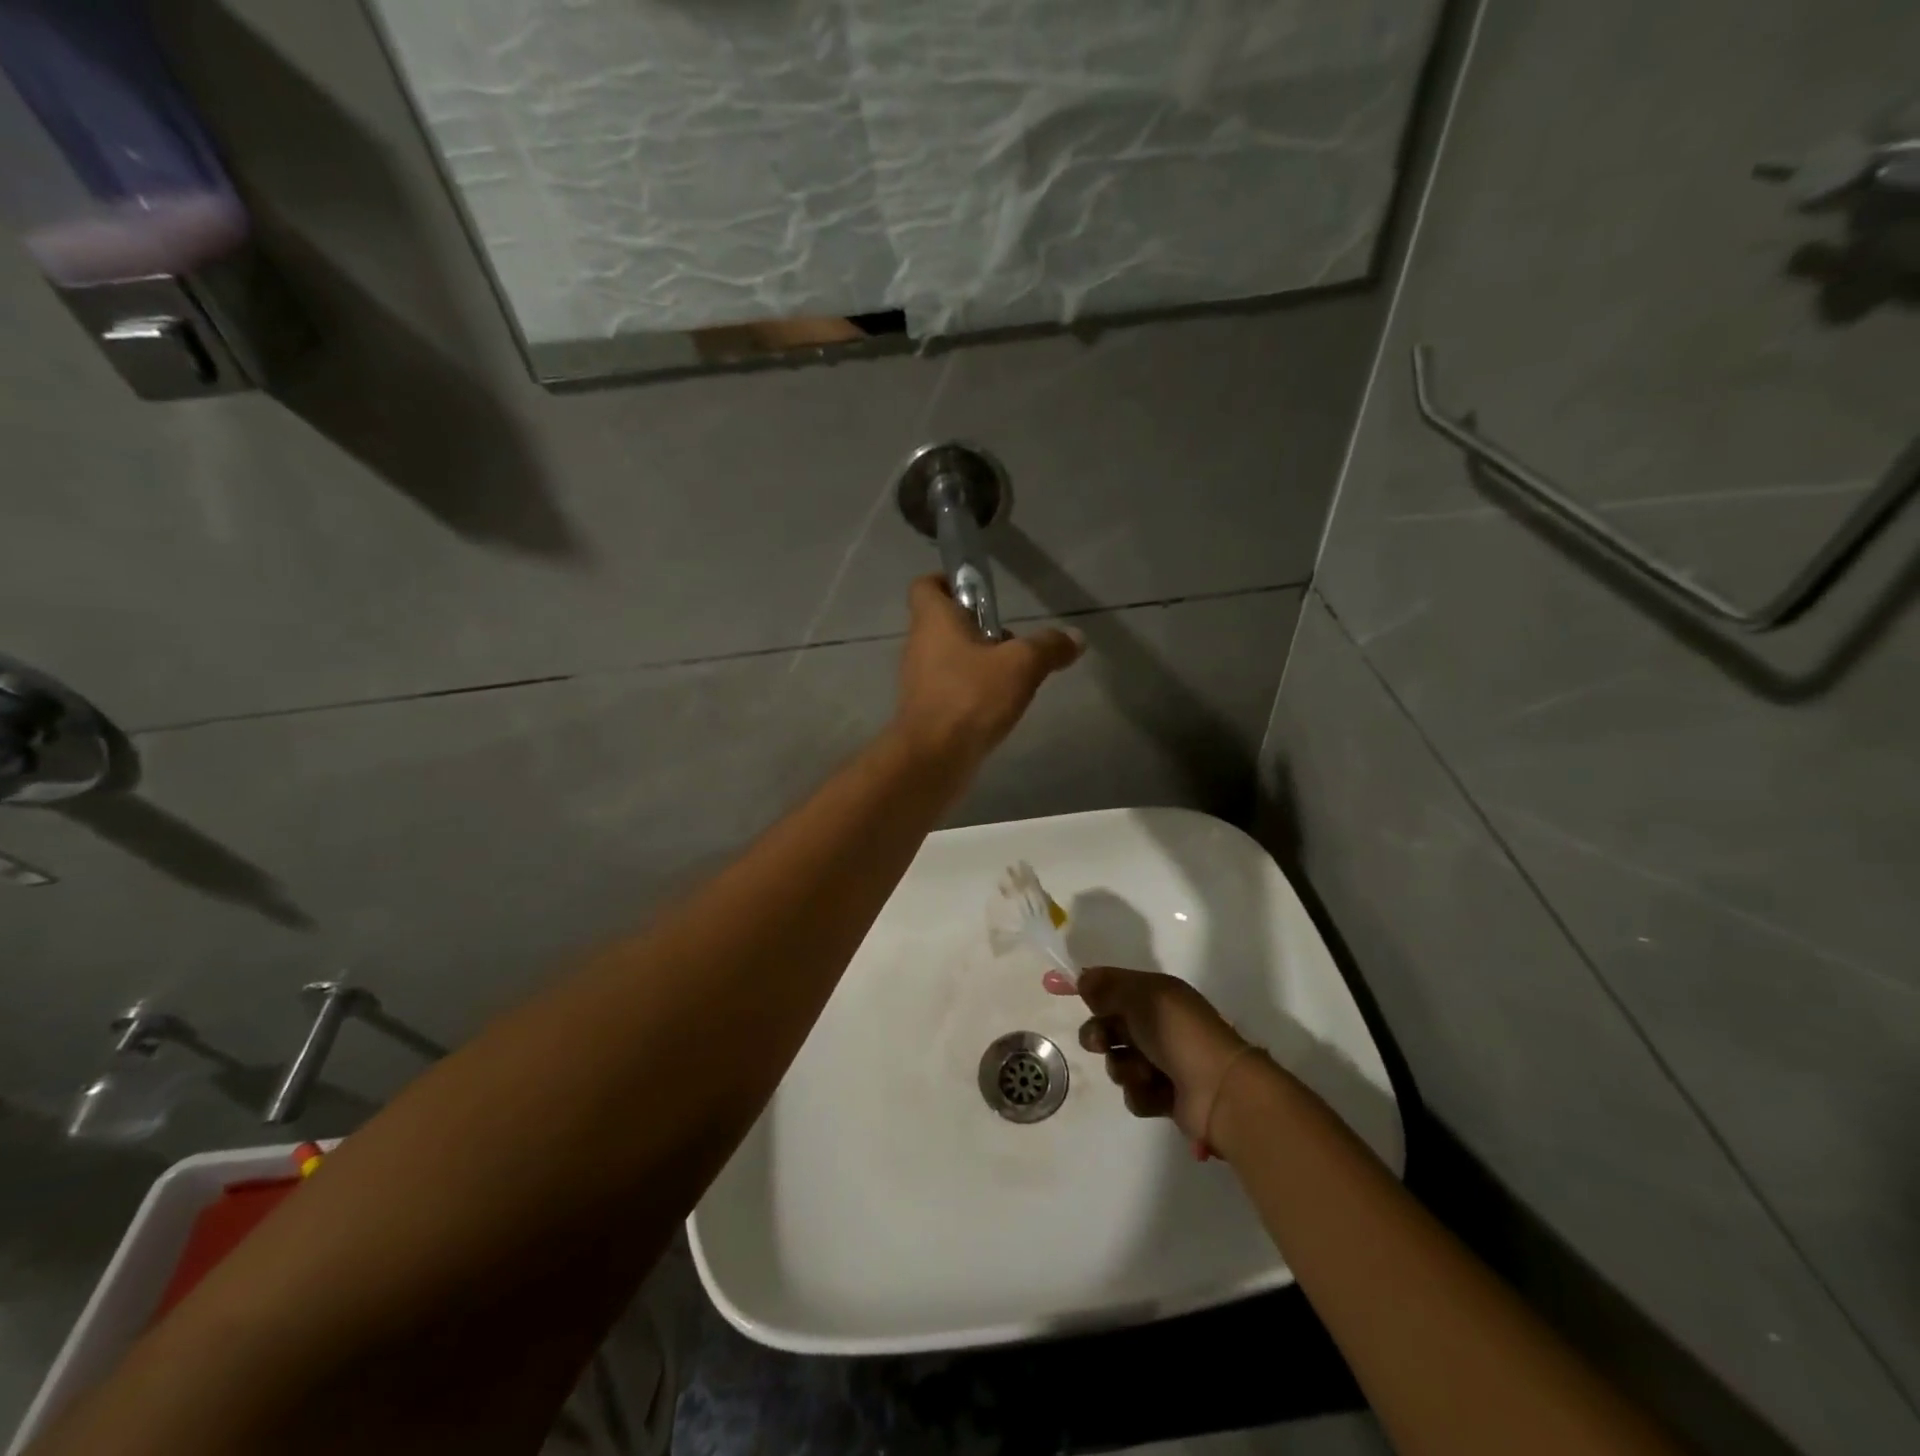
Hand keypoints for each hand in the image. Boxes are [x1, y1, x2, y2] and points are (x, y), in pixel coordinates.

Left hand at [891, 575, 1082, 771]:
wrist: (933, 759)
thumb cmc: (971, 698)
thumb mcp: (1021, 666)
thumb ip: (1049, 647)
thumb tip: (1076, 637)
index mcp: (933, 621)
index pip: (926, 585)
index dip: (949, 582)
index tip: (980, 592)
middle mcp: (919, 645)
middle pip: (944, 623)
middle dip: (978, 627)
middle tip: (1011, 641)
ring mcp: (920, 681)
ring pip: (949, 658)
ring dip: (978, 662)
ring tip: (1013, 677)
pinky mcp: (926, 711)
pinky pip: (950, 689)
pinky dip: (972, 692)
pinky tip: (999, 708)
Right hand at [1045, 965, 1253, 1154]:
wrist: (1220, 1090)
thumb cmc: (1180, 1034)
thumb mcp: (1143, 998)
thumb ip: (1109, 987)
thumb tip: (1083, 978)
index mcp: (1157, 995)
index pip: (1113, 985)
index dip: (1088, 987)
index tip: (1055, 987)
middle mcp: (1158, 1025)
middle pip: (1109, 1026)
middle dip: (1101, 1034)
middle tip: (1103, 1042)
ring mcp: (1162, 1061)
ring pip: (1118, 1062)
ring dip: (1125, 1067)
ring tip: (1146, 1072)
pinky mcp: (1163, 1096)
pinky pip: (1134, 1092)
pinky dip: (1142, 1092)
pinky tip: (1159, 1092)